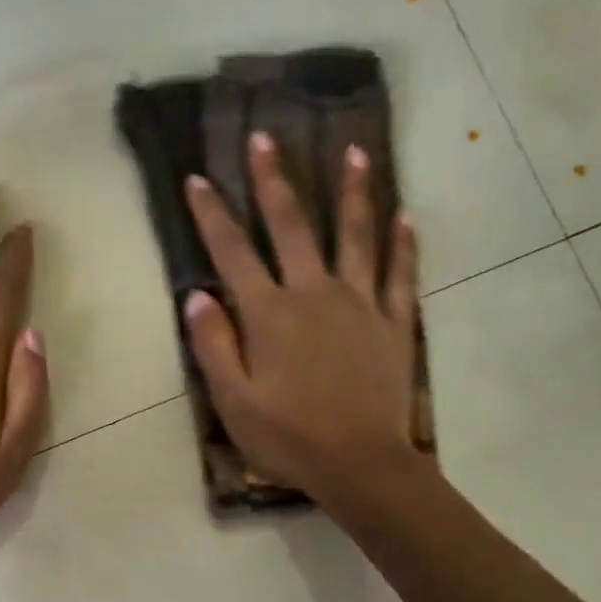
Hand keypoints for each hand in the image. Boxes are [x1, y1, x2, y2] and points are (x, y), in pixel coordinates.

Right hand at [181, 130, 420, 501]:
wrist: (359, 463)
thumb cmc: (287, 437)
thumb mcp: (233, 400)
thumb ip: (214, 345)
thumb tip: (196, 295)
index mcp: (269, 314)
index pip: (232, 254)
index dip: (212, 215)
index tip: (197, 179)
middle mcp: (313, 294)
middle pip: (291, 227)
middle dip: (274, 181)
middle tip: (264, 138)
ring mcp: (360, 304)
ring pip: (355, 235)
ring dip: (352, 192)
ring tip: (355, 151)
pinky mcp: (394, 322)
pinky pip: (400, 272)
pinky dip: (403, 242)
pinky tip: (404, 215)